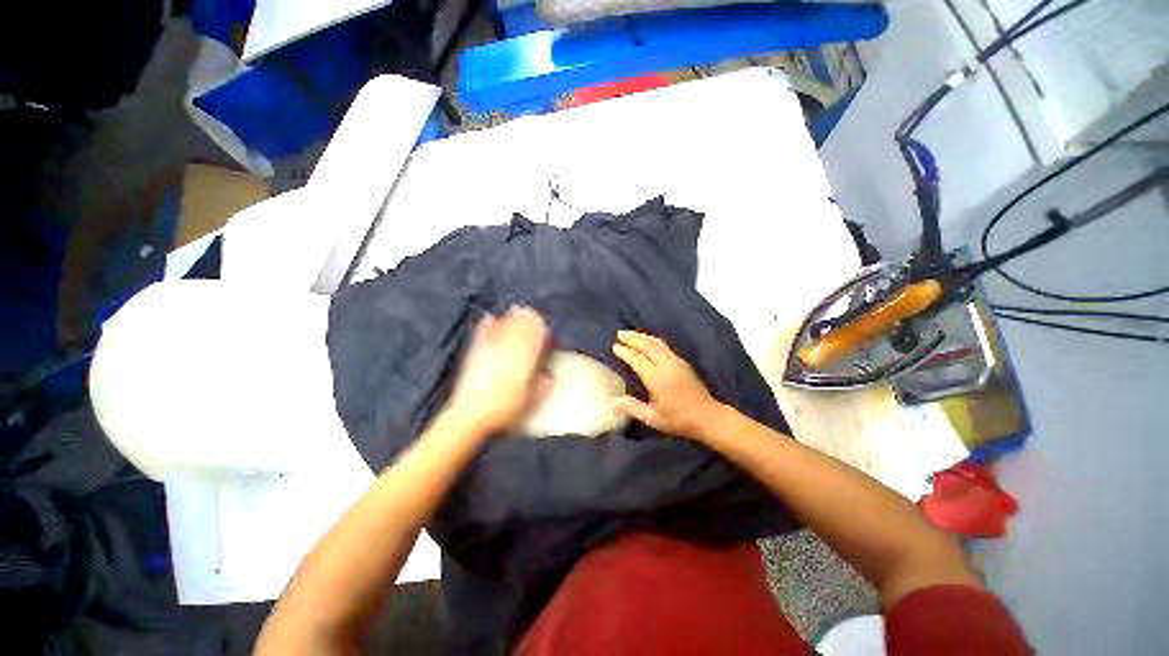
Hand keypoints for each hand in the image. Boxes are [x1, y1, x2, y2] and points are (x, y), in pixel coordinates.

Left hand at [444, 306, 549, 436]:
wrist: (470, 415)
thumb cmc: (505, 410)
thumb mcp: (530, 402)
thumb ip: (542, 386)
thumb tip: (550, 375)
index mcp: (525, 360)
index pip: (536, 338)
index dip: (542, 330)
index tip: (547, 328)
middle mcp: (509, 350)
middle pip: (521, 327)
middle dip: (529, 319)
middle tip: (534, 315)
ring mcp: (491, 349)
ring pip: (504, 326)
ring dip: (513, 318)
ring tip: (518, 311)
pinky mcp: (475, 352)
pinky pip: (484, 332)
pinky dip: (489, 324)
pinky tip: (491, 319)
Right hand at [611, 330, 722, 440]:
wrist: (708, 417)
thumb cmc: (679, 420)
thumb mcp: (653, 419)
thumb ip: (632, 408)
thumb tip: (613, 400)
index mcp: (656, 378)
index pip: (636, 359)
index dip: (624, 351)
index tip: (614, 346)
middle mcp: (666, 365)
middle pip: (646, 346)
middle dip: (632, 338)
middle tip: (619, 333)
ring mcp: (676, 362)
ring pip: (656, 343)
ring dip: (642, 336)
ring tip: (630, 333)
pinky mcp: (683, 362)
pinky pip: (664, 345)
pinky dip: (652, 340)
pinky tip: (648, 341)